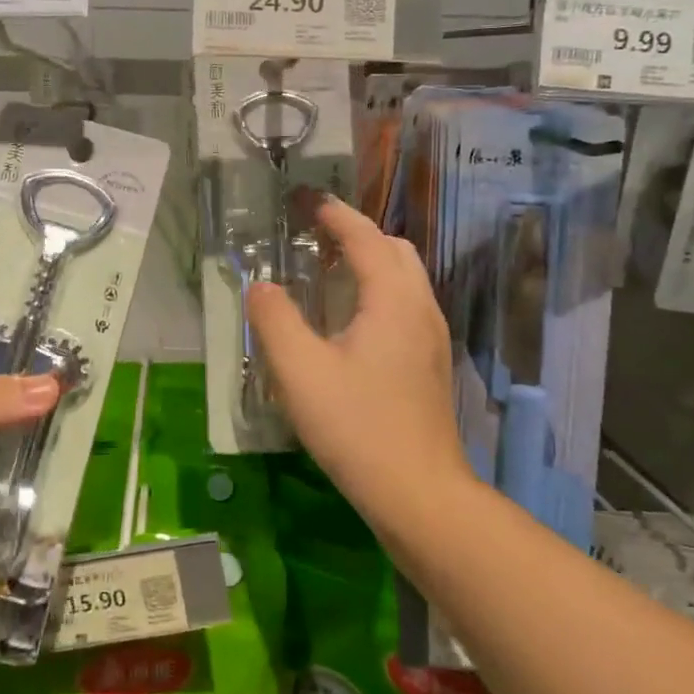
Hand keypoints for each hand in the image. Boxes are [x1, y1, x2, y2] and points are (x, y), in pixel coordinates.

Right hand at [248, 197, 467, 523]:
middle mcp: (421, 307)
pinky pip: (405, 304)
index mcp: (392, 299)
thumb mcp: (300, 371)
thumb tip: (260, 286)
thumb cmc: (357, 427)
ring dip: (369, 261)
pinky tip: (349, 320)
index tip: (304, 200)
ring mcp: (432, 336)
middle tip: (314, 238)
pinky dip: (378, 289)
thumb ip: (274, 319)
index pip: (364, 236)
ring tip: (327, 273)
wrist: (419, 493)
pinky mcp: (431, 362)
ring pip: (404, 277)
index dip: (333, 213)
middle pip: (393, 249)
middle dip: (355, 233)